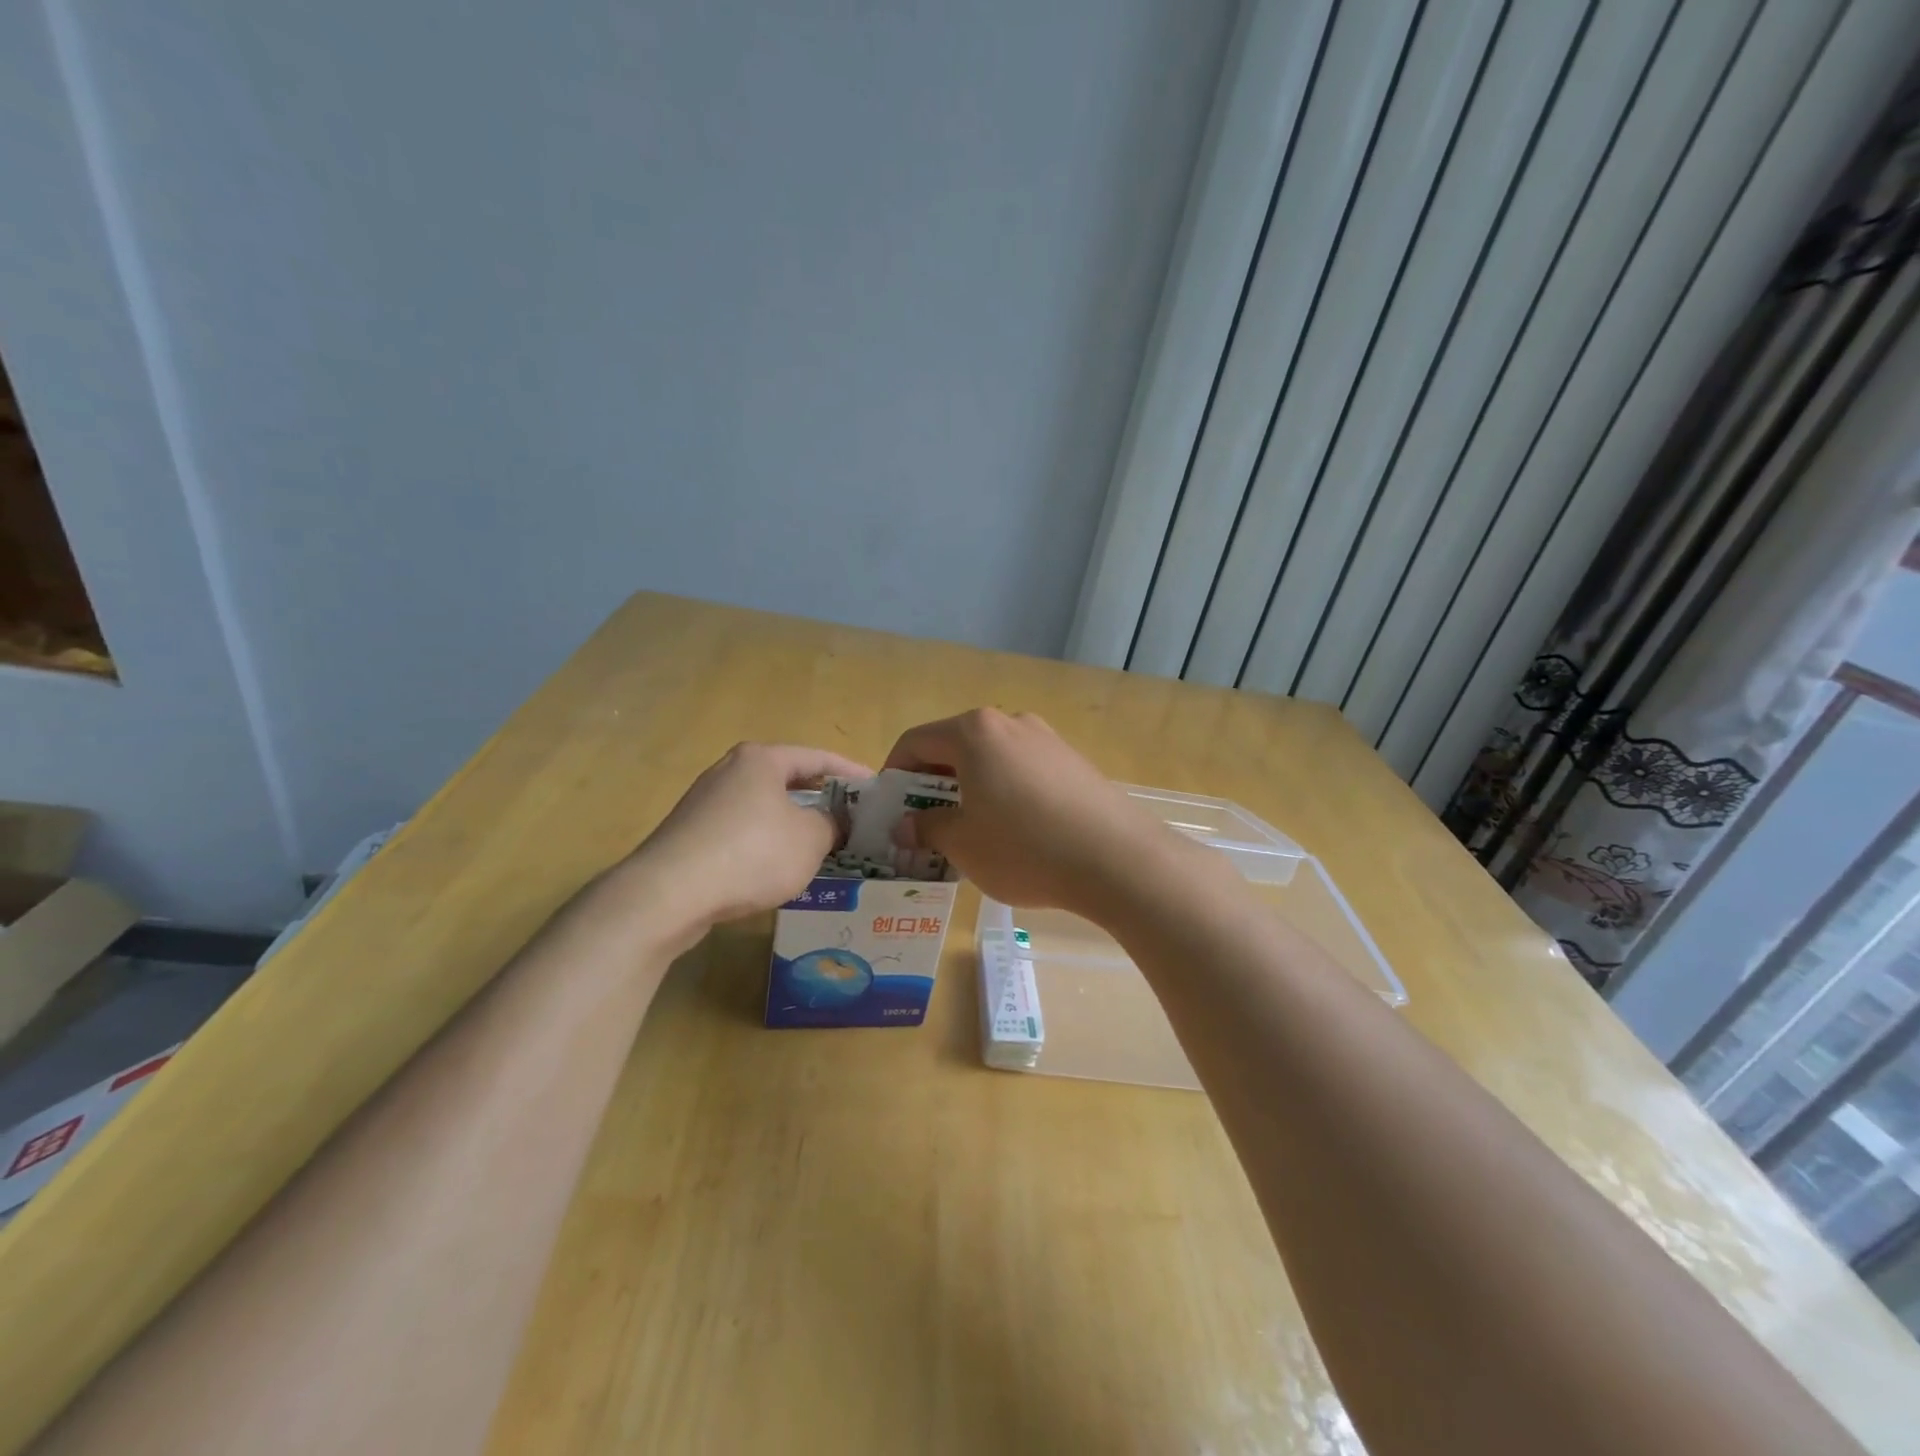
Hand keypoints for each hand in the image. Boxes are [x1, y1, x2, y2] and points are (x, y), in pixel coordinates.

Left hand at [620, 742, 870, 940]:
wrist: (668, 893)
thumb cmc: (751, 853)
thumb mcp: (810, 839)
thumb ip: (832, 824)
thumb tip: (832, 822)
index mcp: (762, 759)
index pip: (818, 757)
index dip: (851, 773)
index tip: (875, 789)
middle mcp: (730, 770)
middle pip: (788, 779)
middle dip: (821, 798)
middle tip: (850, 817)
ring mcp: (705, 802)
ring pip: (764, 807)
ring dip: (793, 823)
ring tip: (820, 844)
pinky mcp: (690, 834)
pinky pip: (741, 831)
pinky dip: (765, 842)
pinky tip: (777, 867)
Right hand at [884, 708, 1182, 917]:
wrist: (1116, 858)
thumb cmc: (1024, 847)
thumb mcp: (963, 844)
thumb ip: (927, 827)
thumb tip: (906, 825)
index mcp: (974, 732)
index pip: (915, 741)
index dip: (895, 773)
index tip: (891, 808)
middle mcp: (1009, 723)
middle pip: (954, 746)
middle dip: (932, 782)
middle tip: (925, 822)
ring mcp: (1046, 739)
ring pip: (990, 758)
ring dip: (969, 787)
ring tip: (969, 829)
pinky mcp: (1072, 761)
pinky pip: (1021, 769)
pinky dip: (1003, 790)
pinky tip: (1013, 829)